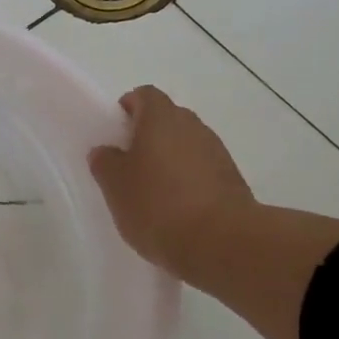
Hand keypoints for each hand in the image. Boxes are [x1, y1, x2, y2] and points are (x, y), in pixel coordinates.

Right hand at [88, 85, 254, 280]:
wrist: (222, 243)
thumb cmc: (158, 206)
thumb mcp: (115, 186)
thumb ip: (105, 163)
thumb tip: (106, 151)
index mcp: (161, 118)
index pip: (144, 95)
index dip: (128, 109)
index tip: (116, 135)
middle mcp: (192, 125)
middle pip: (166, 119)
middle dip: (148, 136)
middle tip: (129, 166)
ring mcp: (217, 151)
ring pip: (186, 145)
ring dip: (170, 160)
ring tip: (153, 193)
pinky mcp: (232, 180)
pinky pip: (202, 170)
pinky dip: (189, 181)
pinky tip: (177, 210)